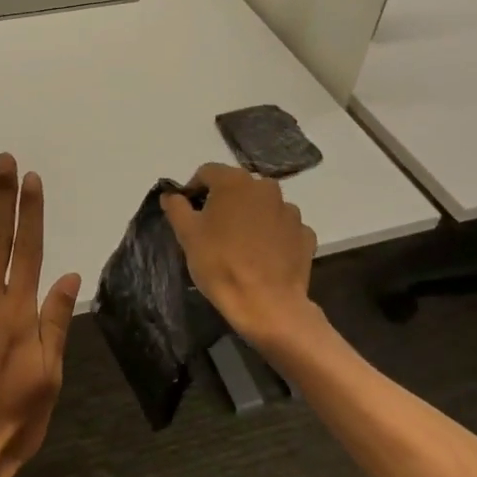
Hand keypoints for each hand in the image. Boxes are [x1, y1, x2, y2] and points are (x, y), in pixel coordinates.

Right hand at [161, 164, 316, 345]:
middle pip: (237, 187)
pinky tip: (262, 255)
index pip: (207, 172)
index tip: (188, 211)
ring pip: (262, 206)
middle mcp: (266, 188)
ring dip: (250, 216)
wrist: (266, 304)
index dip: (193, 189)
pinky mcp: (305, 234)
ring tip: (239, 244)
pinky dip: (272, 235)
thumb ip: (176, 207)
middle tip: (212, 229)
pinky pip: (282, 227)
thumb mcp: (187, 234)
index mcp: (235, 182)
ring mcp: (290, 211)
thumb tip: (171, 195)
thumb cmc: (220, 263)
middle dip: (223, 202)